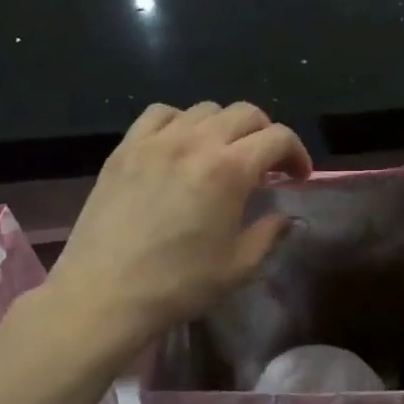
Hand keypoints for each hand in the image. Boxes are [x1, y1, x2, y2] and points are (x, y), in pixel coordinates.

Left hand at [47, 101, 311, 359]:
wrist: (105, 294)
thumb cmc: (179, 285)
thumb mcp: (238, 267)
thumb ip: (269, 234)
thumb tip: (285, 217)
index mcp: (229, 170)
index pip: (277, 137)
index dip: (297, 153)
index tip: (298, 176)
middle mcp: (195, 143)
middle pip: (245, 113)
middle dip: (266, 134)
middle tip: (267, 165)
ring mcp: (155, 141)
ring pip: (204, 109)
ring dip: (225, 127)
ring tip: (223, 154)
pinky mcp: (125, 149)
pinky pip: (160, 115)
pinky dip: (181, 122)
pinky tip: (180, 147)